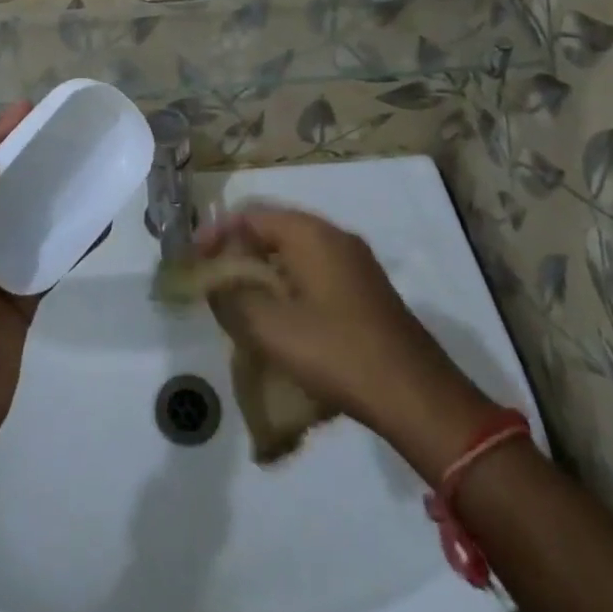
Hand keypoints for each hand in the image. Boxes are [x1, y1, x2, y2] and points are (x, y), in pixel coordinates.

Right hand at [195, 205, 500, 479]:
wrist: (417, 396)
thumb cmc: (338, 353)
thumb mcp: (271, 329)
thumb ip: (233, 298)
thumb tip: (214, 280)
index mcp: (310, 234)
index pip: (251, 215)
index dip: (217, 234)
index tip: (195, 260)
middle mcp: (334, 236)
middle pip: (273, 229)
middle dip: (239, 251)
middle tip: (215, 281)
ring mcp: (355, 262)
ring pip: (294, 251)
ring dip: (264, 269)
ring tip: (241, 300)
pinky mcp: (366, 289)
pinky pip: (315, 270)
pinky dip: (288, 282)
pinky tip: (280, 316)